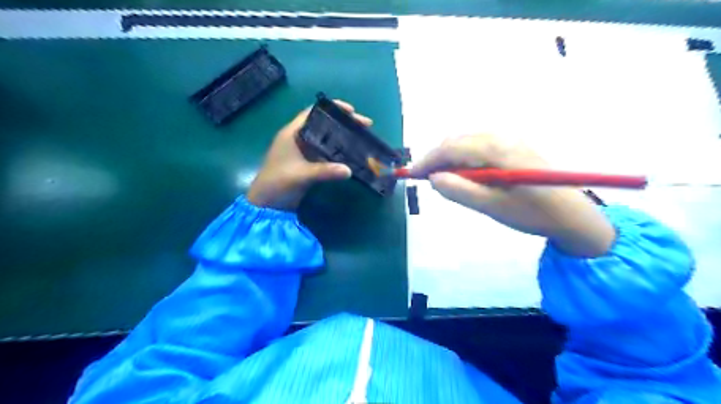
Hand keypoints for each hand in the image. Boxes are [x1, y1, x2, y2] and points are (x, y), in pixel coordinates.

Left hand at [246, 99, 371, 211]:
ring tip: (362, 137)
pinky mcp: (308, 163)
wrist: (266, 204)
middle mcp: (299, 138)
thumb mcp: (301, 175)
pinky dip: (339, 152)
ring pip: (327, 139)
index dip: (333, 108)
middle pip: (324, 124)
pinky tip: (352, 154)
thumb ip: (325, 171)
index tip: (352, 111)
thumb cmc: (278, 183)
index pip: (314, 112)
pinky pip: (326, 153)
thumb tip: (350, 170)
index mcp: (293, 133)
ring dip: (343, 137)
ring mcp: (304, 152)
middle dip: (344, 123)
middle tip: (365, 125)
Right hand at [408, 134, 615, 257]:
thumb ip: (459, 190)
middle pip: (456, 140)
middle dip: (436, 158)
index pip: (450, 148)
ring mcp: (509, 138)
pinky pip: (479, 144)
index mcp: (495, 149)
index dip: (427, 161)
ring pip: (466, 141)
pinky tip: (464, 172)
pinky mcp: (514, 145)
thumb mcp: (491, 206)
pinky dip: (463, 155)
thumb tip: (433, 178)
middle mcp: (501, 136)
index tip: (411, 175)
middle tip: (425, 179)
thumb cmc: (531, 213)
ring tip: (442, 178)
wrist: (573, 215)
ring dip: (449, 156)